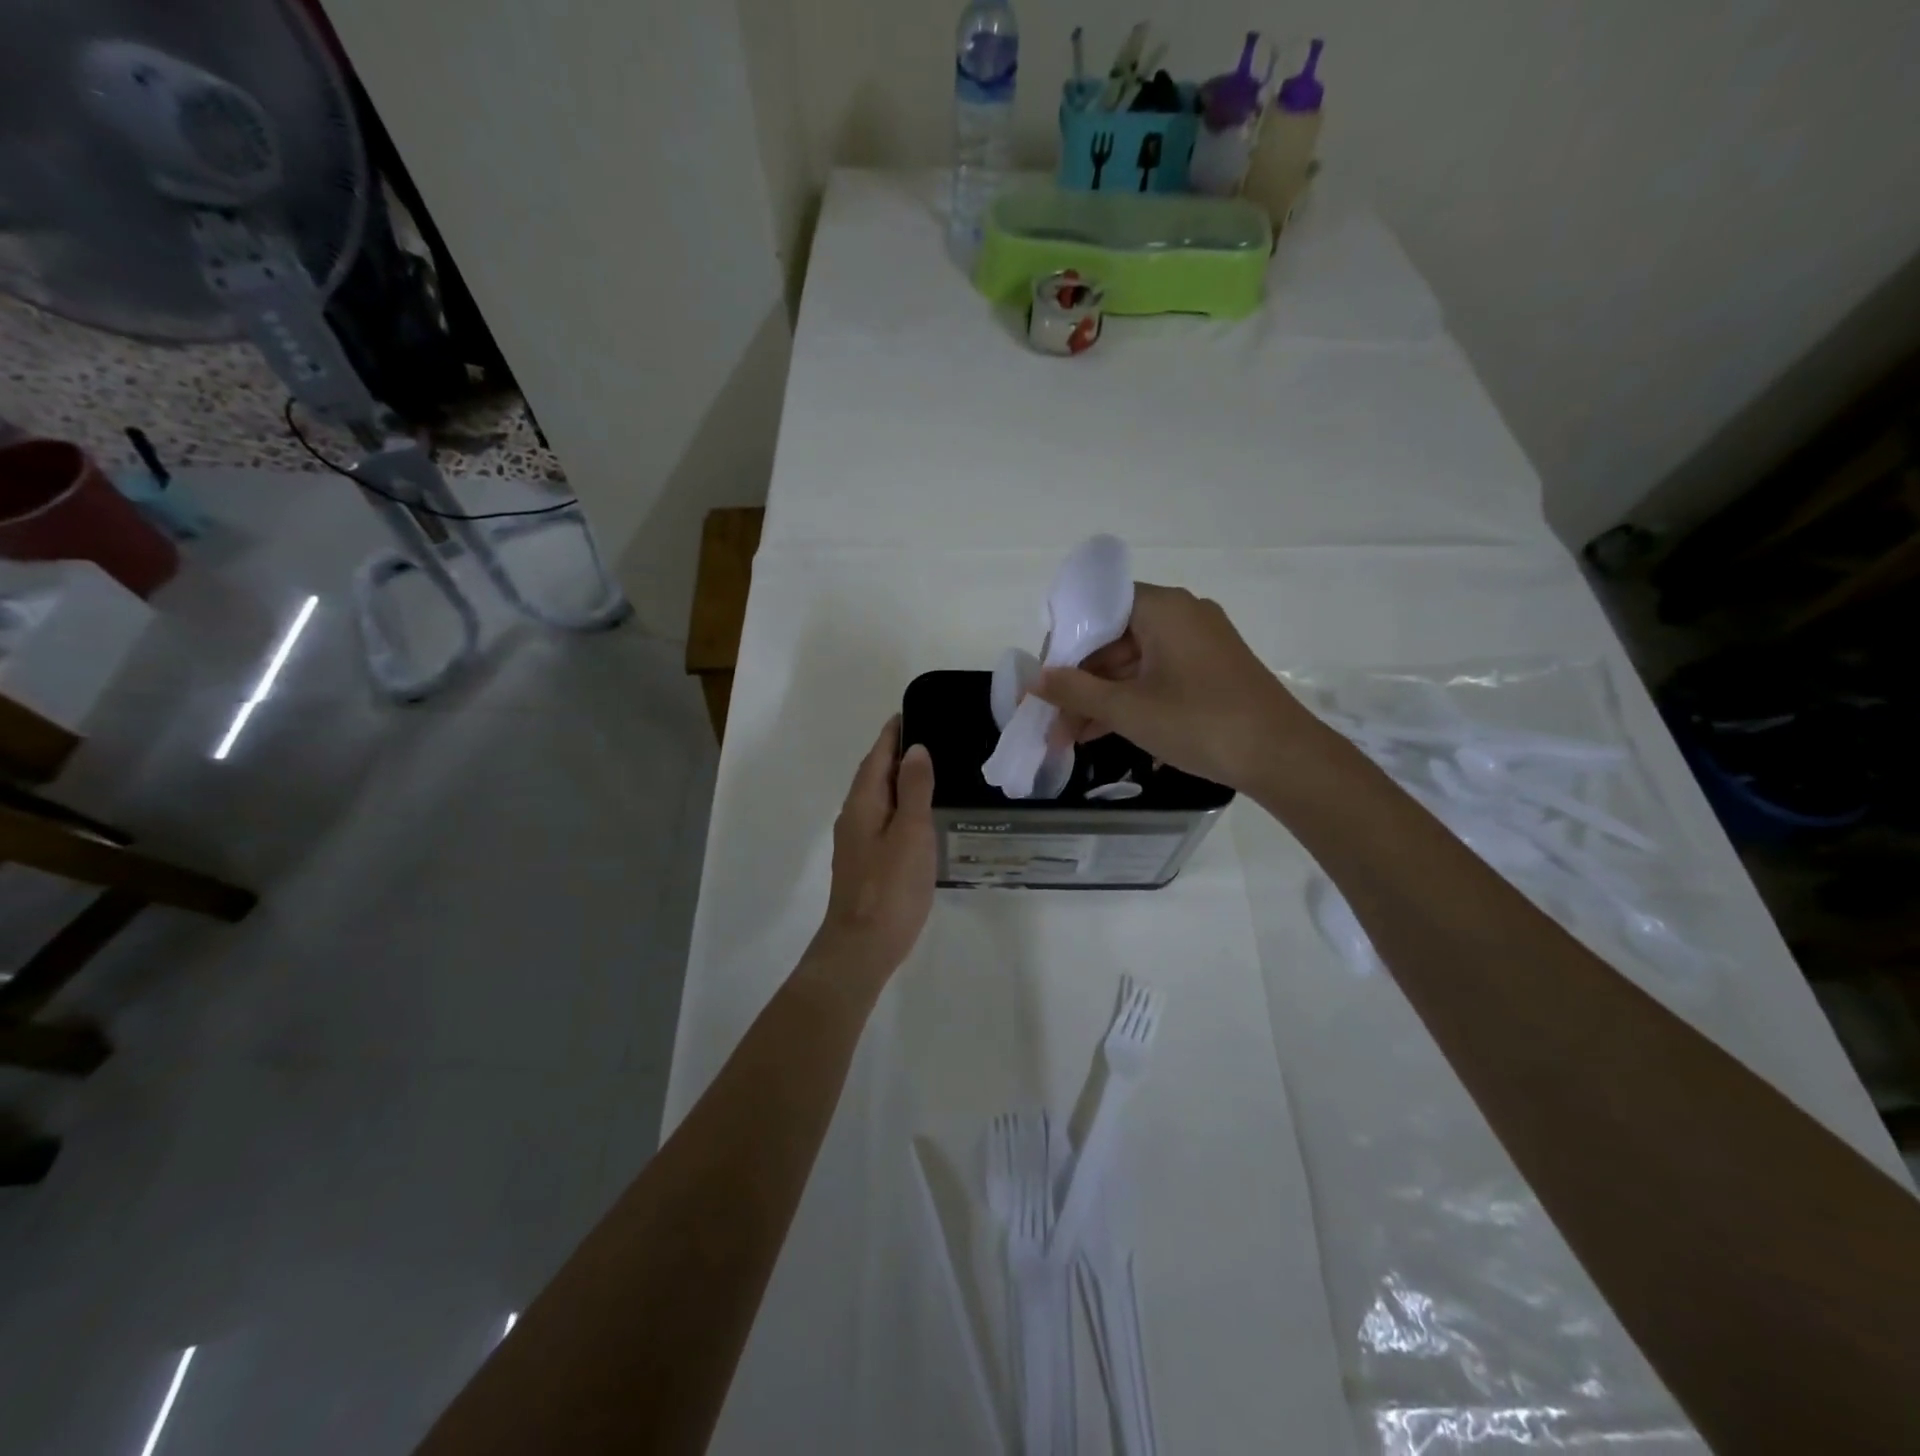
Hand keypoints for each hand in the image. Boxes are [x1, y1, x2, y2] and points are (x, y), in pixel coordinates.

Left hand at [811, 716, 936, 979]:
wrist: (862, 947)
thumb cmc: (891, 887)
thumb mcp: (911, 832)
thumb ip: (915, 789)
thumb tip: (915, 749)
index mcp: (863, 803)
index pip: (877, 755)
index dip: (893, 734)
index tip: (912, 713)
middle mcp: (854, 816)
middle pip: (874, 774)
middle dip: (896, 753)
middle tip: (930, 738)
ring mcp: (856, 841)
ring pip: (878, 798)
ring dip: (898, 780)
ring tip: (929, 771)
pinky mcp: (864, 862)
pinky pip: (882, 819)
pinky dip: (899, 806)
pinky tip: (919, 816)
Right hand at [1031, 583, 1318, 792]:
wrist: (1282, 756)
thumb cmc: (1199, 721)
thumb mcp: (1127, 708)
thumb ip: (1074, 690)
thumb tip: (1034, 680)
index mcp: (1163, 608)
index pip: (1097, 608)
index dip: (1065, 642)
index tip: (1045, 679)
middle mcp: (1182, 615)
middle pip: (1113, 639)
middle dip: (1079, 682)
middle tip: (1051, 719)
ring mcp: (1200, 644)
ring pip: (1133, 663)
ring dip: (1100, 698)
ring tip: (1069, 737)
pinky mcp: (1211, 671)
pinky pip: (1156, 676)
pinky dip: (1130, 701)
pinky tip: (1102, 733)